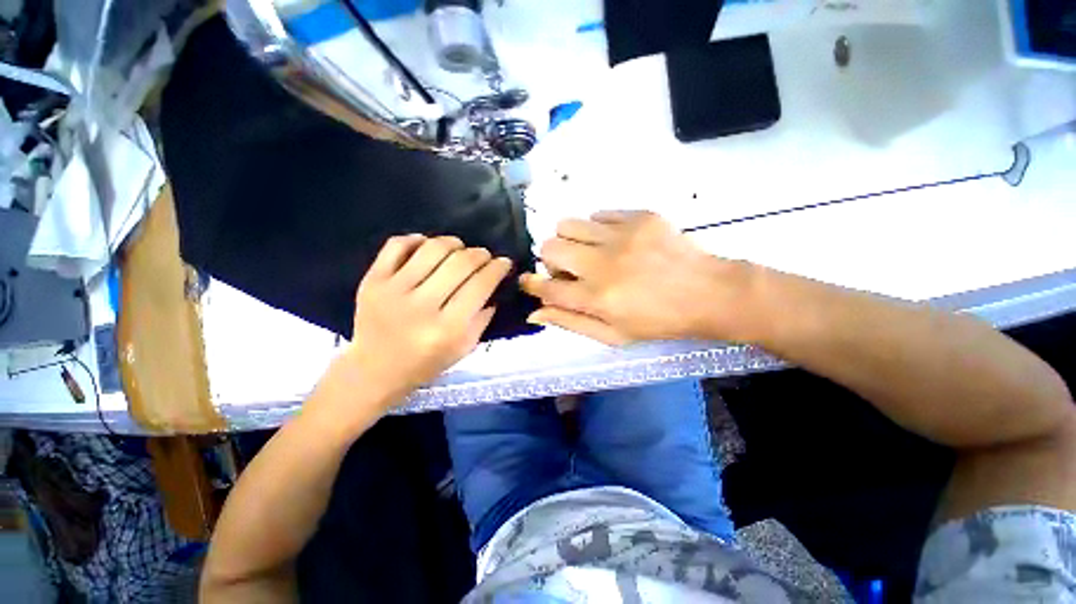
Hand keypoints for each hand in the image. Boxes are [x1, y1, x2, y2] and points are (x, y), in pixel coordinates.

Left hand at [335, 235, 511, 406]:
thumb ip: (483, 318)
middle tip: (485, 256)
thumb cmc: (425, 363)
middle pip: (460, 263)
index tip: (504, 262)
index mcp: (447, 328)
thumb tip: (493, 285)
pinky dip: (417, 239)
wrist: (374, 369)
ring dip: (453, 243)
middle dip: (480, 254)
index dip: (497, 268)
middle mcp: (422, 306)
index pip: (480, 285)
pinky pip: (397, 245)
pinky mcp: (373, 280)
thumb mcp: (464, 349)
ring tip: (459, 248)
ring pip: (432, 249)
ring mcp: (393, 290)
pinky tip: (428, 246)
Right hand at [521, 211, 755, 344]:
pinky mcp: (638, 217)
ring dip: (570, 240)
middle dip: (552, 260)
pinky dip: (597, 229)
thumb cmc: (657, 321)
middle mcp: (602, 264)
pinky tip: (614, 241)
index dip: (531, 284)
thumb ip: (570, 322)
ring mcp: (621, 236)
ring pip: (567, 224)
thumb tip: (534, 312)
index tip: (530, 281)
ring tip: (589, 251)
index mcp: (596, 298)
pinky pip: (598, 214)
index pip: (545, 287)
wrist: (707, 293)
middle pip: (549, 247)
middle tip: (570, 269)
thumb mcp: (612, 335)